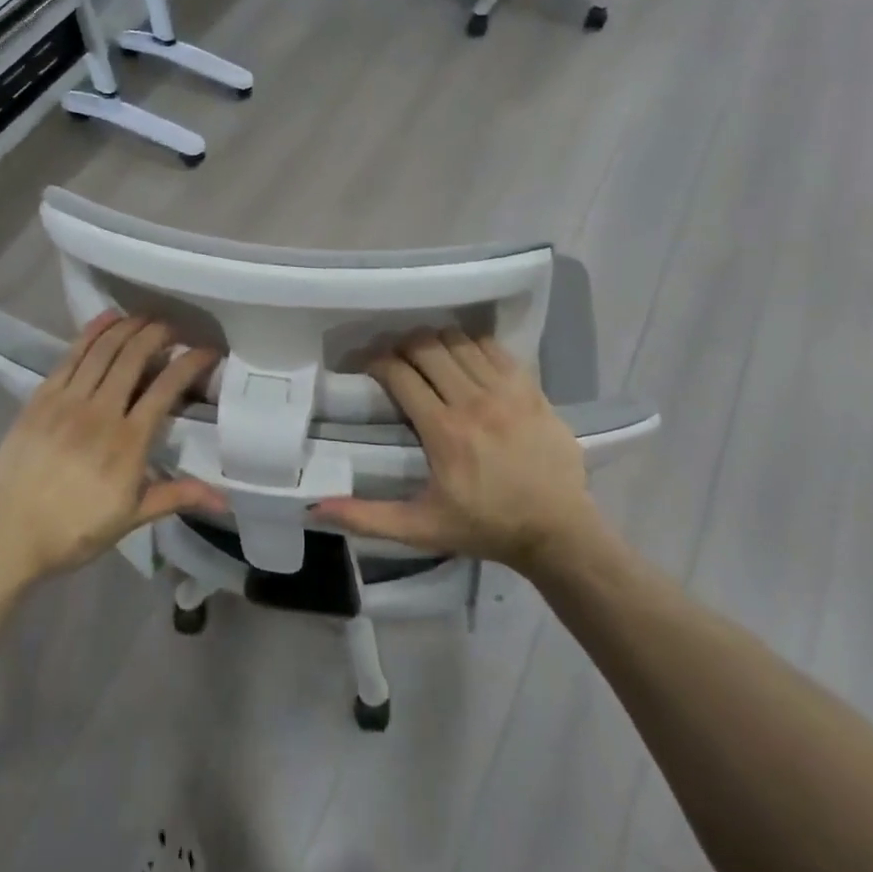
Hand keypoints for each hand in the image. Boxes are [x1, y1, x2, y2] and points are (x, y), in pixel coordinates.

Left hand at [0, 313, 221, 583]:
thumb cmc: (74, 531)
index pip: (166, 388)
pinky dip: (91, 332)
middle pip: (134, 357)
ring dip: (129, 327)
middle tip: (176, 327)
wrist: (5, 536)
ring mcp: (67, 401)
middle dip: (160, 334)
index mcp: (128, 442)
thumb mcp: (131, 518)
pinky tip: (107, 318)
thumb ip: (178, 496)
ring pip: (103, 350)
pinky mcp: (40, 398)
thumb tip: (226, 501)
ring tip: (147, 317)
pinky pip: (70, 356)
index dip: (191, 362)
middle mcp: (100, 412)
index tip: (208, 351)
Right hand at [312, 328, 614, 574]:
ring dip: (436, 344)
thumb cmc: (484, 527)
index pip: (400, 373)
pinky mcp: (531, 388)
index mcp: (444, 432)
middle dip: (403, 346)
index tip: (367, 366)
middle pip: (427, 347)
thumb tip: (314, 508)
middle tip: (394, 360)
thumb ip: (367, 517)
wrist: (558, 530)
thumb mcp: (421, 528)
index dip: (377, 362)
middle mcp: (474, 401)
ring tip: (427, 358)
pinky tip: (465, 361)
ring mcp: (507, 391)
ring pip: (459, 342)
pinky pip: (493, 348)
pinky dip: (472, 346)